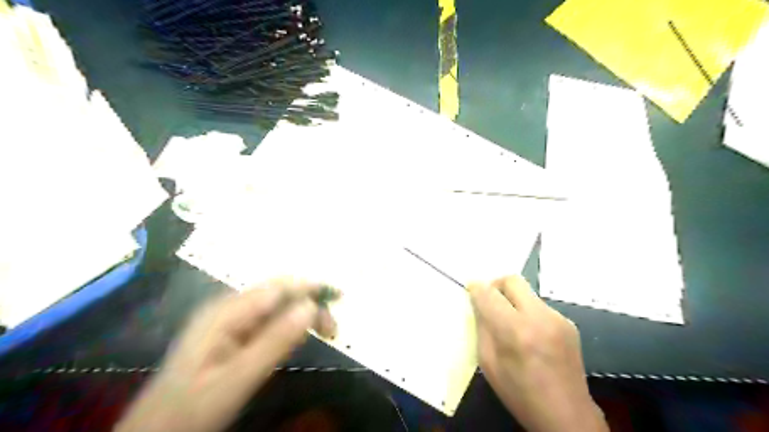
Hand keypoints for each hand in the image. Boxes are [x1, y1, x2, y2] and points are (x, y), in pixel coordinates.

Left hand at [115, 277, 337, 431]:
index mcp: (226, 312)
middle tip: (332, 327)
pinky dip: (289, 322)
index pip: (277, 287)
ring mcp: (228, 320)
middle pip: (278, 292)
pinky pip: (267, 319)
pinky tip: (299, 334)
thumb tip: (311, 307)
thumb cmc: (192, 410)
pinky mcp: (231, 333)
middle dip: (309, 301)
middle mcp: (228, 308)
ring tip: (324, 330)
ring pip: (275, 304)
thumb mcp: (237, 379)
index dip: (310, 288)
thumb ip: (275, 342)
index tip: (338, 298)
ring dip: (302, 312)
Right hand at [469, 276, 605, 431]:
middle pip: (512, 280)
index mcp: (515, 332)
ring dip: (512, 300)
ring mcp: (557, 319)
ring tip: (510, 322)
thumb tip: (479, 303)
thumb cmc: (520, 394)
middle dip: (495, 285)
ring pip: (526, 292)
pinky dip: (527, 311)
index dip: (476, 288)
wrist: (567, 416)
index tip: (471, 289)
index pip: (489, 294)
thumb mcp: (488, 363)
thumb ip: (482, 327)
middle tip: (490, 300)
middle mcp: (539, 318)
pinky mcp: (568, 322)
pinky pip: (539, 306)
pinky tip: (529, 333)